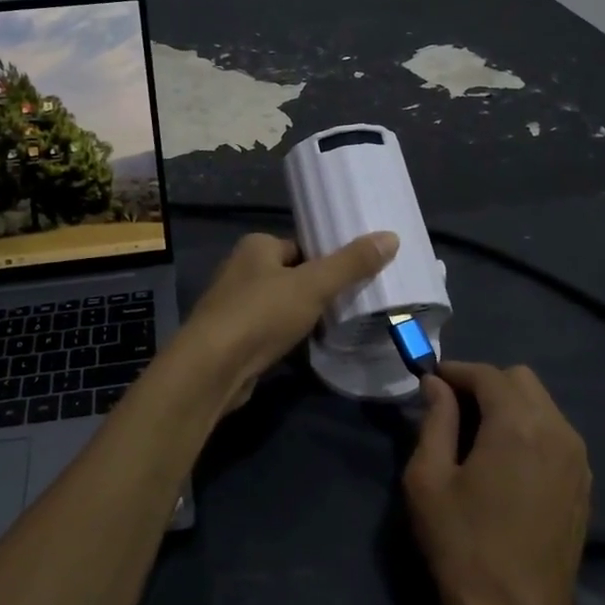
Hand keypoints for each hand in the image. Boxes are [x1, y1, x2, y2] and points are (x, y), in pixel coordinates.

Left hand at [171, 231, 397, 412]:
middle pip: (292, 275)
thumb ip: (351, 263)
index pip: (301, 246)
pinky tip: (310, 348)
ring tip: (340, 326)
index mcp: (256, 246)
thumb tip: (391, 236)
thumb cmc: (261, 314)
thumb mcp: (313, 285)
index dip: (328, 259)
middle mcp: (241, 269)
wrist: (213, 368)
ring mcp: (235, 305)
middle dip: (318, 289)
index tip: (357, 274)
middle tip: (355, 302)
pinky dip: (289, 337)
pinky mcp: (234, 337)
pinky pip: (271, 330)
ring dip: (304, 315)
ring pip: (282, 305)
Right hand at [404, 361, 592, 604]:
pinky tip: (504, 462)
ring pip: (541, 403)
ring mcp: (577, 458)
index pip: (486, 374)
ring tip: (476, 437)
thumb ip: (434, 420)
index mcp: (517, 425)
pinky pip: (555, 432)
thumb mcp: (429, 480)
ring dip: (507, 406)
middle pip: (519, 379)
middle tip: (452, 412)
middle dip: (484, 385)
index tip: (429, 383)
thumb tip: (436, 385)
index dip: (454, 372)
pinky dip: (528, 428)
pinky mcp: (584, 483)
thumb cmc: (464, 547)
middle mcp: (557, 430)